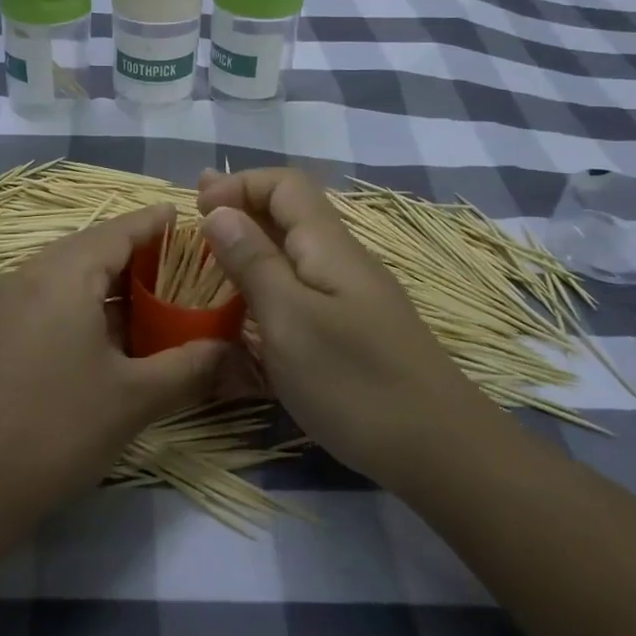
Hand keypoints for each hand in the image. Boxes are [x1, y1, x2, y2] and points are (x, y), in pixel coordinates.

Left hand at [0, 204, 227, 510]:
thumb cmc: (55, 428)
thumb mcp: (134, 398)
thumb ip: (189, 367)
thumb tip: (230, 350)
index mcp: (66, 272)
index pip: (121, 229)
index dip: (158, 225)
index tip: (192, 224)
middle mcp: (31, 274)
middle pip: (94, 248)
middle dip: (140, 257)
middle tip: (184, 273)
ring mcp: (6, 303)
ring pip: (70, 277)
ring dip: (112, 286)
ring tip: (154, 306)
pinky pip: (49, 301)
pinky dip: (84, 307)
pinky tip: (107, 341)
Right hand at [197, 169, 488, 486]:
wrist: (441, 451)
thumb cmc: (355, 381)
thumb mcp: (290, 319)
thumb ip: (253, 263)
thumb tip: (219, 212)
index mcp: (327, 246)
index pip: (284, 185)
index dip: (239, 184)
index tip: (197, 208)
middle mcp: (342, 261)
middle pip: (290, 214)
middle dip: (240, 210)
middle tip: (194, 219)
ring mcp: (351, 298)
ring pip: (294, 255)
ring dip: (251, 249)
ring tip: (212, 264)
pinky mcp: (353, 332)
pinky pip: (302, 291)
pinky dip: (268, 287)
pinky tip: (249, 312)